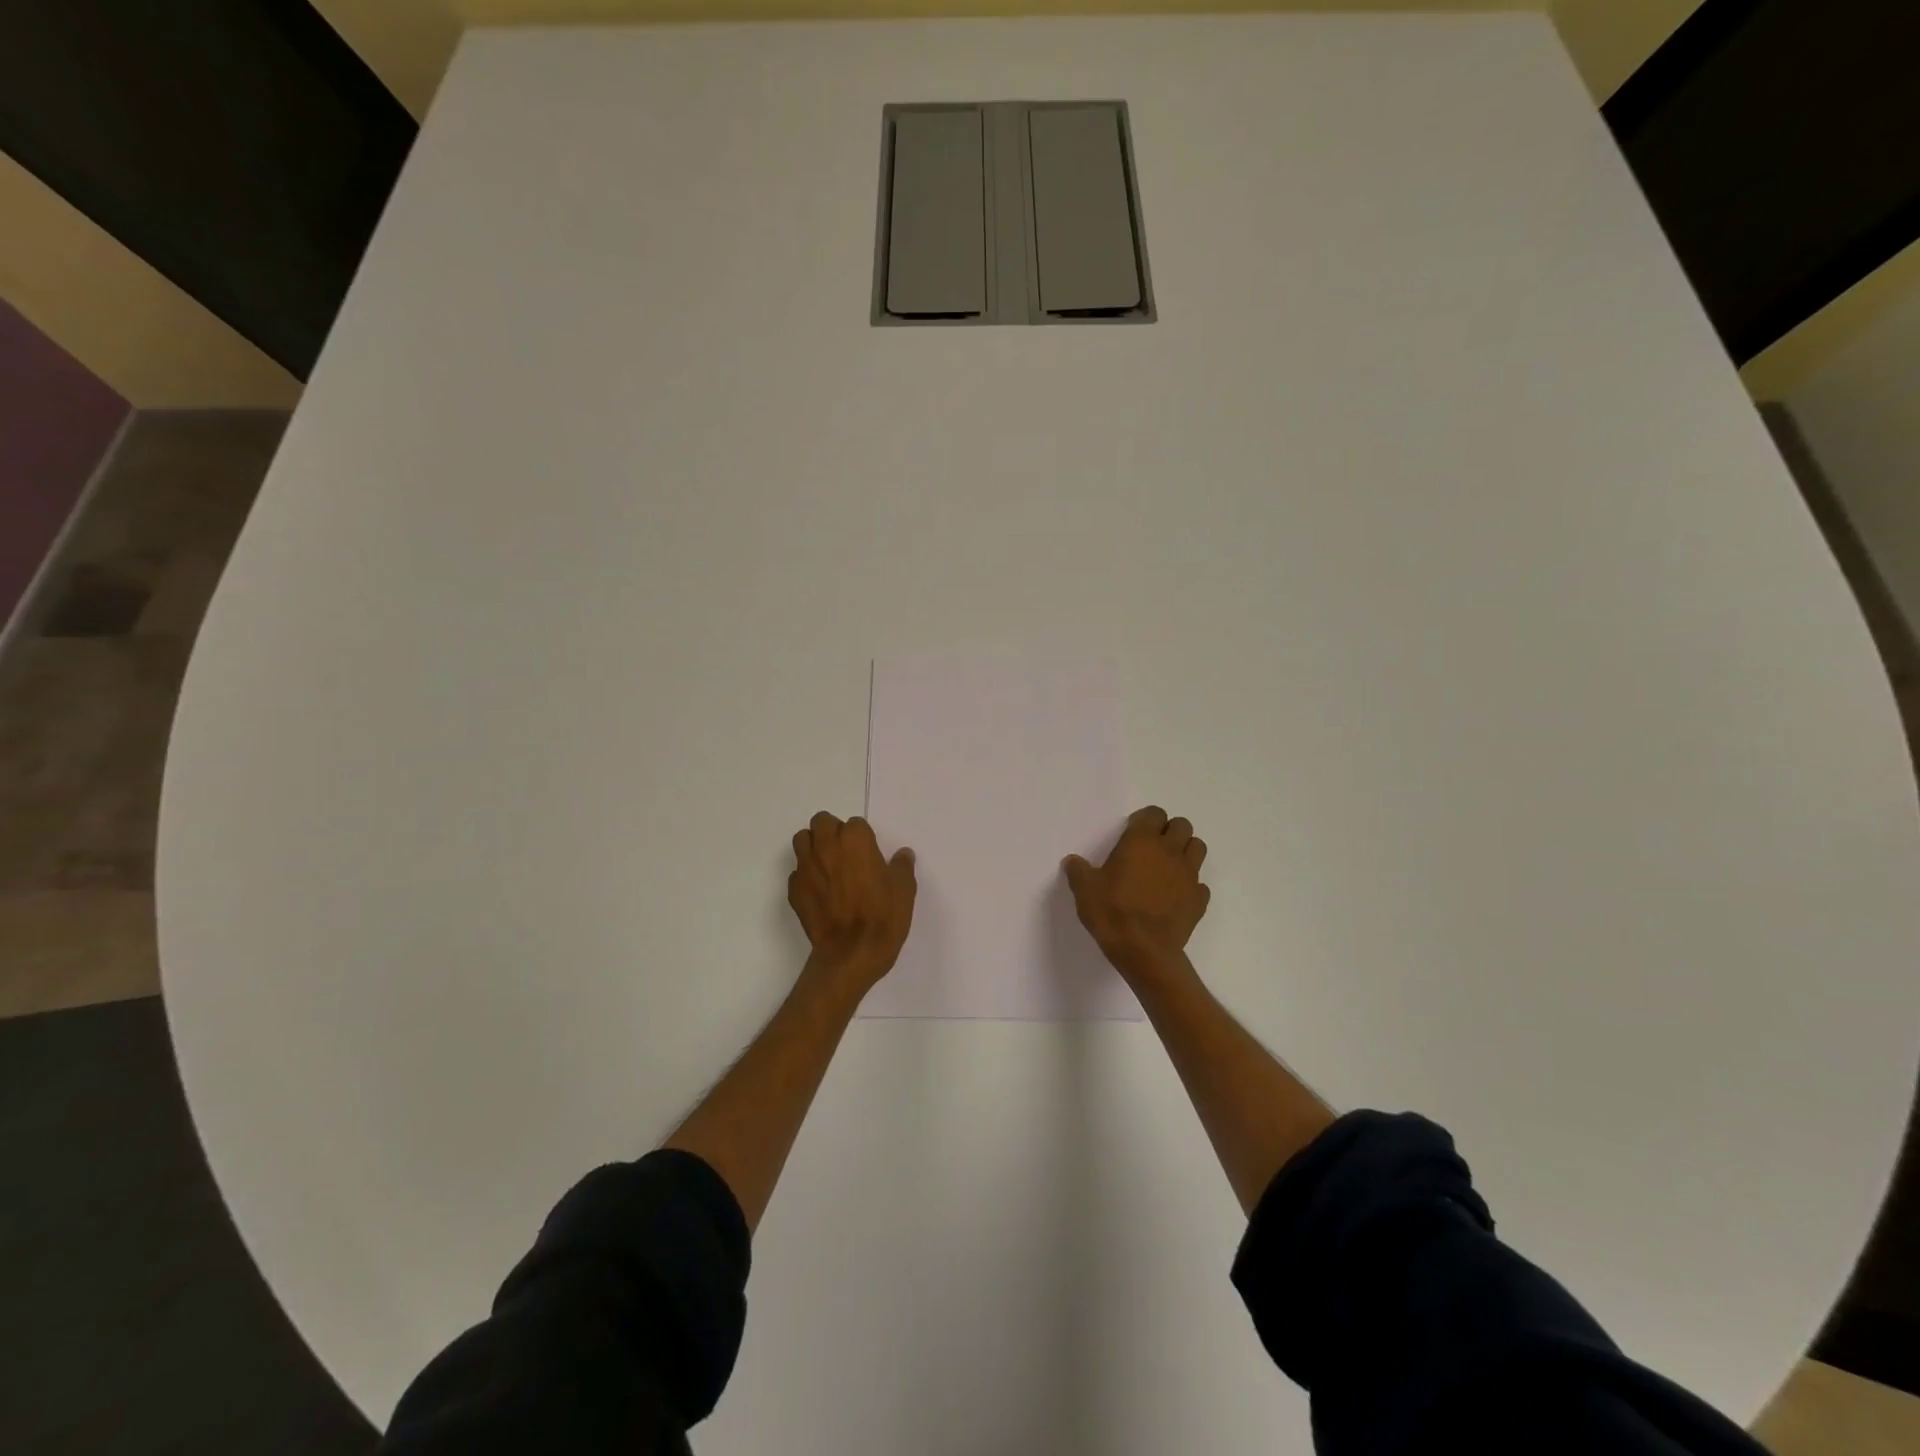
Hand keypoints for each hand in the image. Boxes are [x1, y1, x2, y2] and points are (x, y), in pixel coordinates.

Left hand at [789, 812, 916, 991]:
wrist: (851, 954)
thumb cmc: (882, 917)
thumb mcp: (904, 890)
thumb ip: (902, 867)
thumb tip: (903, 854)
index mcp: (855, 840)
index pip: (855, 824)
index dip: (862, 838)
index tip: (869, 855)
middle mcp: (827, 846)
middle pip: (822, 822)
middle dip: (832, 832)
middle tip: (846, 853)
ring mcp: (806, 867)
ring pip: (802, 840)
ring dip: (813, 846)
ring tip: (828, 865)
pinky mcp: (794, 889)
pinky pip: (797, 872)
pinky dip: (806, 876)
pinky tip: (819, 892)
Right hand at [1063, 805, 1209, 981]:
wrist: (1144, 951)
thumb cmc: (1112, 912)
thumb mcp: (1084, 890)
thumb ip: (1078, 871)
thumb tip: (1072, 862)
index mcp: (1142, 841)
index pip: (1154, 813)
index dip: (1145, 819)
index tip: (1133, 831)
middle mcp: (1170, 851)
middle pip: (1182, 825)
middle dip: (1170, 831)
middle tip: (1153, 847)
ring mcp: (1189, 875)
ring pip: (1198, 848)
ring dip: (1186, 851)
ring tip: (1168, 866)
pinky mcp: (1199, 899)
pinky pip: (1200, 883)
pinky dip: (1191, 885)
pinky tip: (1176, 896)